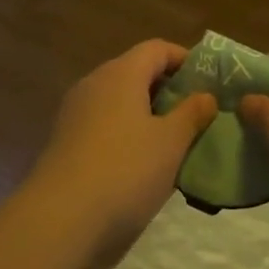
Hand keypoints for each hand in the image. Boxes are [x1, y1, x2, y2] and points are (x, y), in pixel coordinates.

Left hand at [29, 40, 218, 260]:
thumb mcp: (171, 142)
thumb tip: (206, 95)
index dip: (185, 59)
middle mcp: (94, 84)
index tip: (209, 82)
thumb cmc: (125, 171)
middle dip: (168, 89)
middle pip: (136, 72)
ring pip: (119, 100)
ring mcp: (75, 113)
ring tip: (174, 141)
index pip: (157, 49)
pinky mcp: (65, 142)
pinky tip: (142, 162)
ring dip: (147, 113)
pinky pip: (104, 124)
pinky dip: (127, 132)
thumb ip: (192, 114)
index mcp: (121, 74)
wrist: (59, 220)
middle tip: (197, 114)